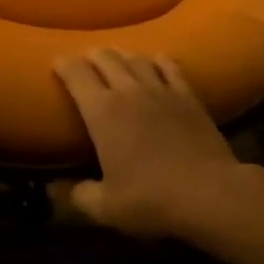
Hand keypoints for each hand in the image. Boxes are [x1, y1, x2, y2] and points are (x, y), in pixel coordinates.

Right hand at [54, 49, 242, 237]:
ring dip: (122, 55)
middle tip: (86, 61)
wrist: (209, 193)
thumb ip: (78, 195)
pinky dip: (158, 60)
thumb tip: (54, 190)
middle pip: (106, 58)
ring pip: (136, 58)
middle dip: (92, 56)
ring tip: (116, 58)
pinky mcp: (187, 95)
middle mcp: (128, 90)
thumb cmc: (151, 199)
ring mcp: (160, 89)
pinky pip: (170, 67)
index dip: (64, 64)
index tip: (57, 62)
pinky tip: (156, 60)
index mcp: (102, 112)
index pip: (76, 74)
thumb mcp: (106, 208)